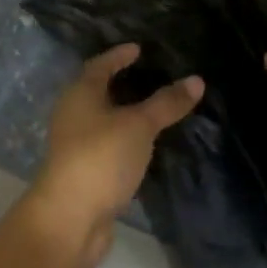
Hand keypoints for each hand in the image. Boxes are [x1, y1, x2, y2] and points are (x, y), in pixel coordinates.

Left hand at [27, 44, 203, 267]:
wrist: (70, 219)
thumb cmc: (101, 157)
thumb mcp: (139, 125)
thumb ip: (166, 103)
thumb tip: (196, 79)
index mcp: (80, 94)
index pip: (99, 65)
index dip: (119, 55)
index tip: (139, 49)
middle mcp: (73, 115)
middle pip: (99, 91)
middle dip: (123, 84)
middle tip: (153, 77)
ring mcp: (76, 145)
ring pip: (104, 121)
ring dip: (126, 114)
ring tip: (156, 110)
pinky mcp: (85, 172)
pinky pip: (109, 146)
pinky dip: (127, 140)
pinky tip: (147, 146)